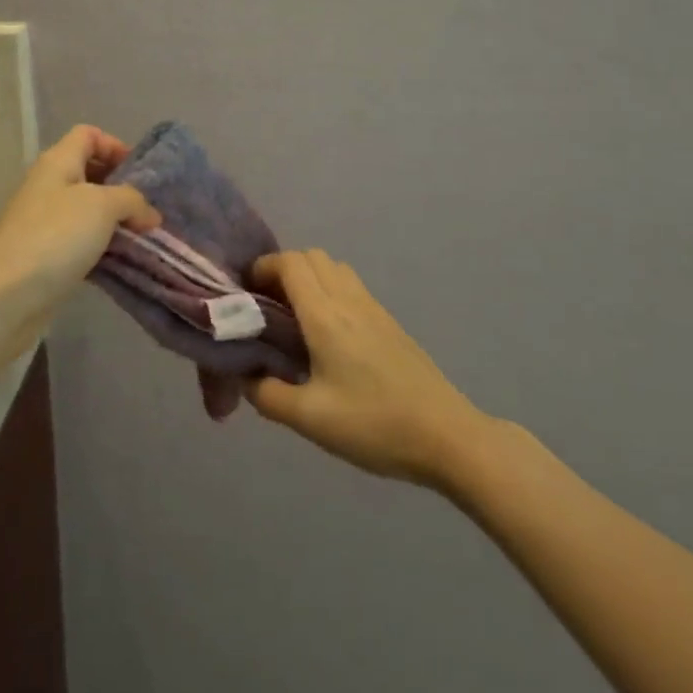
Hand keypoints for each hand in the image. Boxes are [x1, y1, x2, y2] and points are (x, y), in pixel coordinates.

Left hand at [0, 125, 158, 305]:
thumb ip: (132, 200)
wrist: (6, 296)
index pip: (88, 135)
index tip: (141, 174)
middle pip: (90, 172)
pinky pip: (82, 242)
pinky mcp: (47, 255)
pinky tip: (122, 262)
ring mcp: (45, 222)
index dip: (116, 146)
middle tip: (147, 210)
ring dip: (116, 222)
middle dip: (122, 188)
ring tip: (142, 238)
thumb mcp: (102, 206)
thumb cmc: (56, 236)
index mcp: (58, 162)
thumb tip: (149, 214)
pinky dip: (103, 248)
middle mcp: (49, 185)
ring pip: (88, 211)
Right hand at [247, 250, 488, 485]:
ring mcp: (374, 309)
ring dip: (309, 278)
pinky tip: (327, 336)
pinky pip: (351, 287)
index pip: (290, 263)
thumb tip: (246, 378)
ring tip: (294, 318)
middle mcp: (349, 300)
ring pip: (334, 269)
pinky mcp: (390, 323)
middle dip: (283, 270)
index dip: (263, 267)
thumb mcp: (310, 419)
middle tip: (267, 305)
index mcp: (325, 316)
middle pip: (312, 256)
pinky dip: (330, 292)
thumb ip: (268, 395)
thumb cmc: (374, 424)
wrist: (447, 436)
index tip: (246, 293)